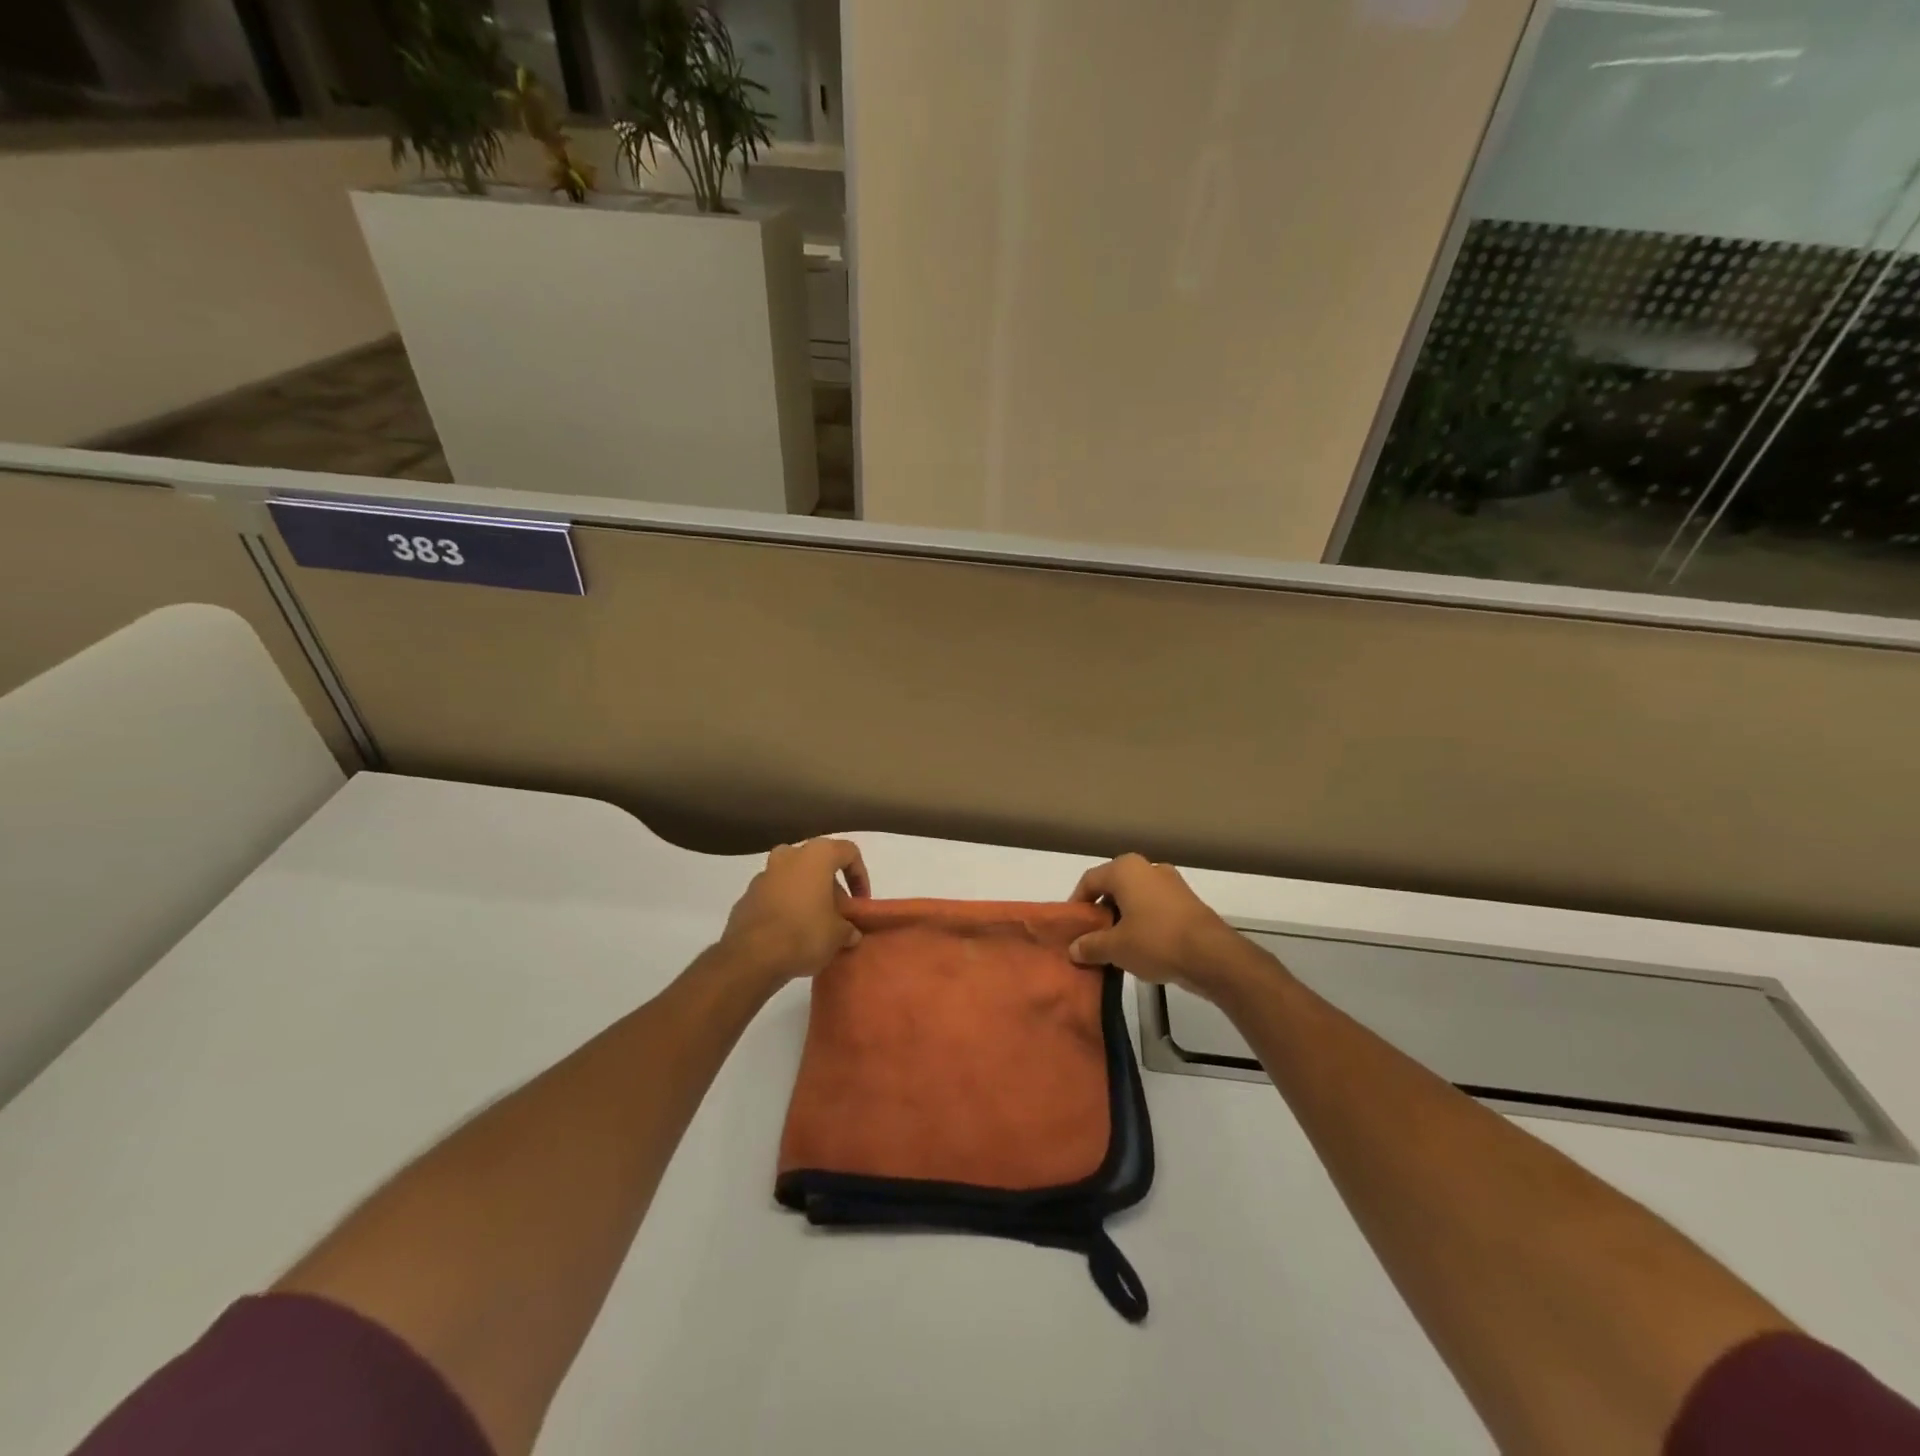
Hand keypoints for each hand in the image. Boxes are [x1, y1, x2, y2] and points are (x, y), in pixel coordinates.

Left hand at [720, 838, 869, 985]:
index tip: (860, 902)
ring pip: (794, 878)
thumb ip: (848, 928)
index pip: (848, 852)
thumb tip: (850, 933)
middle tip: (839, 915)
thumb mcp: (839, 935)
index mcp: (816, 855)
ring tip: (816, 925)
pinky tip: (791, 933)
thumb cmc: (804, 933)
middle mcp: (788, 856)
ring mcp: (763, 875)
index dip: (860, 876)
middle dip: (831, 887)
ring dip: (807, 896)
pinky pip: (775, 895)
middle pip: (818, 864)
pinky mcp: (746, 896)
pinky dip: (786, 907)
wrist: (751, 957)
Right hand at [1067, 854, 1249, 999]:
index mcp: (1125, 869)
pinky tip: (1139, 948)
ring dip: (1122, 919)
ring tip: (1113, 946)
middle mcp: (1148, 868)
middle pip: (1113, 888)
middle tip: (1090, 937)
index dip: (1076, 904)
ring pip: (1135, 898)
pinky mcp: (1187, 902)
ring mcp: (1171, 884)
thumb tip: (1074, 948)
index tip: (1071, 926)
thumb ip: (1090, 945)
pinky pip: (1154, 908)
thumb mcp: (1115, 947)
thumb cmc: (1155, 941)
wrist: (1212, 956)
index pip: (1089, 881)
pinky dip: (1142, 923)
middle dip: (1100, 912)